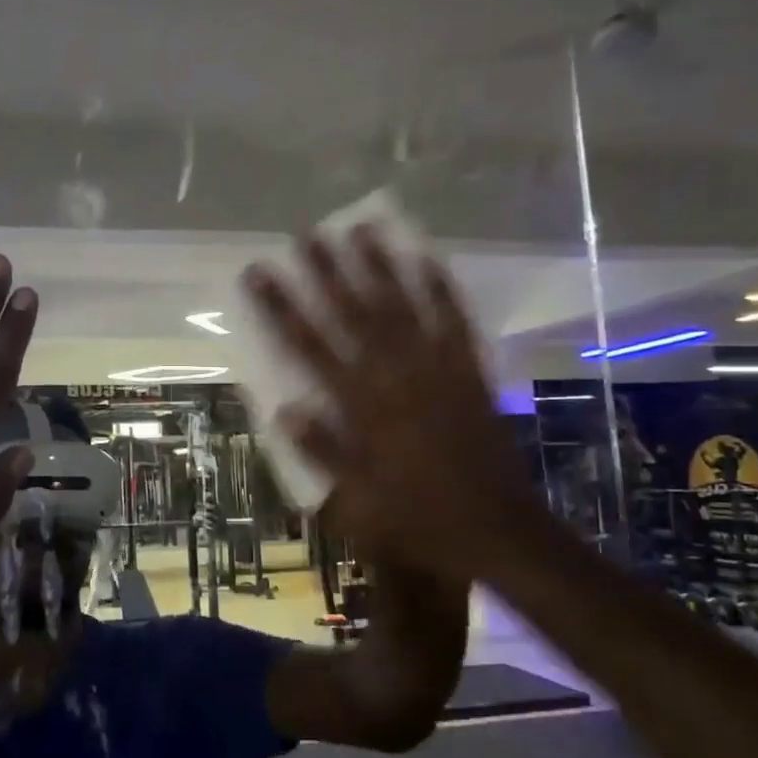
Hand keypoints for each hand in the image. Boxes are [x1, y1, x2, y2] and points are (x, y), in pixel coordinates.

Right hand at [244, 228, 533, 581]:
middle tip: (307, 234)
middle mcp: (398, 378)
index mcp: (362, 409)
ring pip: (405, 307)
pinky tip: (430, 260)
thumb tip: (284, 410)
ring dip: (382, 266)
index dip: (280, 307)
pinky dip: (442, 290)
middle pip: (355, 314)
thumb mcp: (358, 503)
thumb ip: (323, 453)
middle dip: (328, 272)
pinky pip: (456, 323)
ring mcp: (439, 371)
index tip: (258, 272)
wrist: (499, 530)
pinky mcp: (471, 374)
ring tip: (362, 228)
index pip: (309, 347)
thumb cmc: (420, 521)